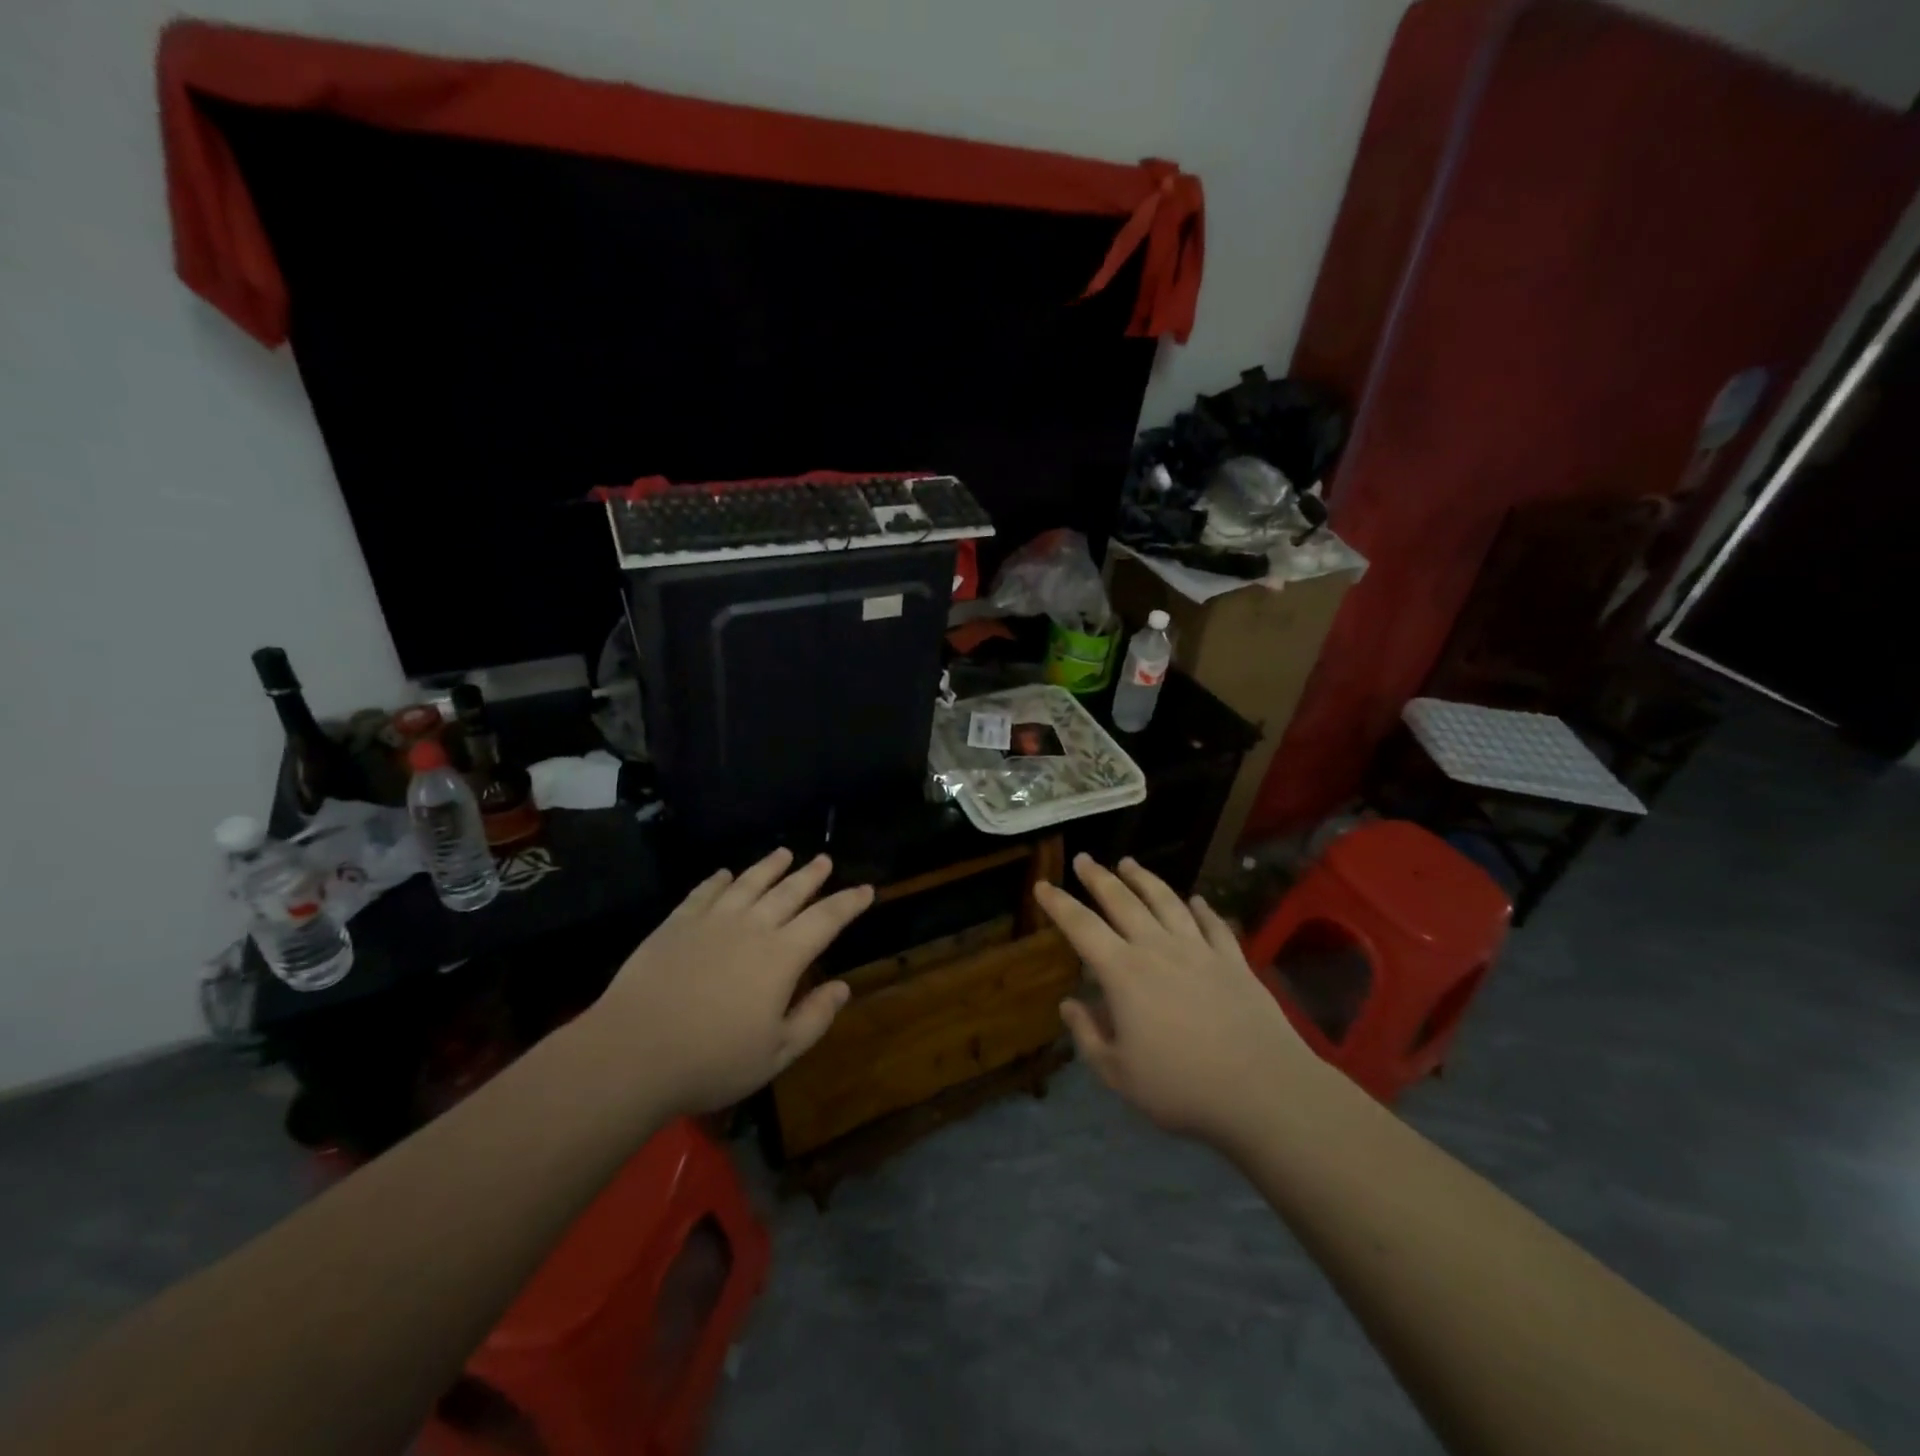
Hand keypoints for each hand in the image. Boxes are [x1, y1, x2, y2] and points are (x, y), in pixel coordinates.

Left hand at [587, 848, 873, 1115]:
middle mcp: (752, 927)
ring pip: (748, 883)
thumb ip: (814, 1018)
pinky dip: (718, 880)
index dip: (849, 902)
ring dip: (769, 866)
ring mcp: (711, 921)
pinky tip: (724, 874)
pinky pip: (704, 893)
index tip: (867, 889)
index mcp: (782, 956)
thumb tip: (842, 987)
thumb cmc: (713, 1060)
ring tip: (784, 853)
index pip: (826, 919)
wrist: (633, 1052)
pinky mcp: (676, 925)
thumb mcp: (777, 1053)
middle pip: (789, 892)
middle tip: (824, 860)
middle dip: (811, 875)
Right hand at [1033, 854, 1314, 1150]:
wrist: (1263, 1089)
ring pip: (1166, 901)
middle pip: (1122, 901)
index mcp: (1123, 973)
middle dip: (1098, 877)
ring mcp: (1199, 950)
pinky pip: (1213, 924)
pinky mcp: (1234, 960)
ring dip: (1144, 879)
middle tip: (1084, 859)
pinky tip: (1196, 900)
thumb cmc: (1181, 1087)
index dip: (1058, 904)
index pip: (1081, 927)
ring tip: (1129, 863)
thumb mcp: (1118, 1073)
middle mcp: (1158, 948)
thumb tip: (1069, 1004)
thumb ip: (1088, 1036)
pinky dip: (1202, 908)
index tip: (1042, 885)